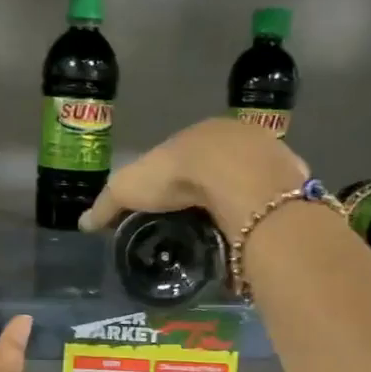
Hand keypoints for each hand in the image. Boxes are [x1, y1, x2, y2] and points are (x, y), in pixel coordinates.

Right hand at [78, 118, 305, 232]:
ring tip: (225, 234)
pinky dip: (260, 214)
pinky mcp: (287, 181)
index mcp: (195, 137)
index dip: (173, 183)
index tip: (167, 208)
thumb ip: (107, 205)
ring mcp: (264, 159)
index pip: (181, 160)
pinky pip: (270, 201)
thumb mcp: (128, 188)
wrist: (236, 175)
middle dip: (208, 193)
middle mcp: (233, 141)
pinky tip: (252, 232)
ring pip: (247, 183)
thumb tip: (83, 223)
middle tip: (197, 224)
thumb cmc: (177, 175)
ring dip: (237, 203)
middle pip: (217, 170)